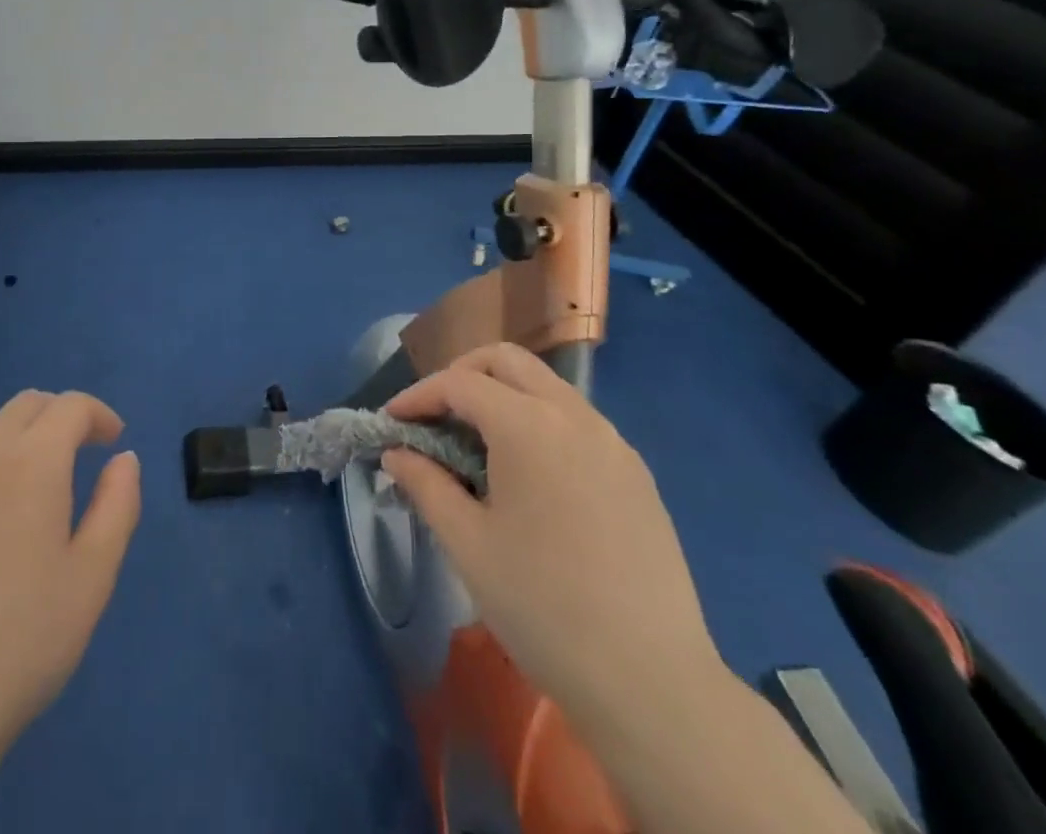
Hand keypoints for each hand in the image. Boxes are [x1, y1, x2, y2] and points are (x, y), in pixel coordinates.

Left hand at [0, 390, 141, 755]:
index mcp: (32, 461)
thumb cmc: (22, 641)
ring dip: (17, 434)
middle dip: (60, 418)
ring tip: (30, 480)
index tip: (113, 443)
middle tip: (79, 454)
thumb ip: (117, 505)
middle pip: (27, 405)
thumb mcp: (92, 577)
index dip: (98, 415)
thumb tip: (124, 459)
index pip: (70, 407)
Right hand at [382, 344, 720, 716]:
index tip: (391, 423)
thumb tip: (397, 453)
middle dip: (461, 375)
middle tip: (434, 416)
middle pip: (506, 361)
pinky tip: (528, 475)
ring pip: (545, 386)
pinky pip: (576, 421)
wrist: (653, 684)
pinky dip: (538, 422)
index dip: (417, 396)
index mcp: (529, 426)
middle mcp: (574, 416)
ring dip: (502, 395)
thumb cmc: (543, 607)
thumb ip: (425, 484)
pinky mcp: (637, 473)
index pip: (459, 383)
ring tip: (476, 445)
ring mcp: (613, 442)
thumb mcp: (467, 545)